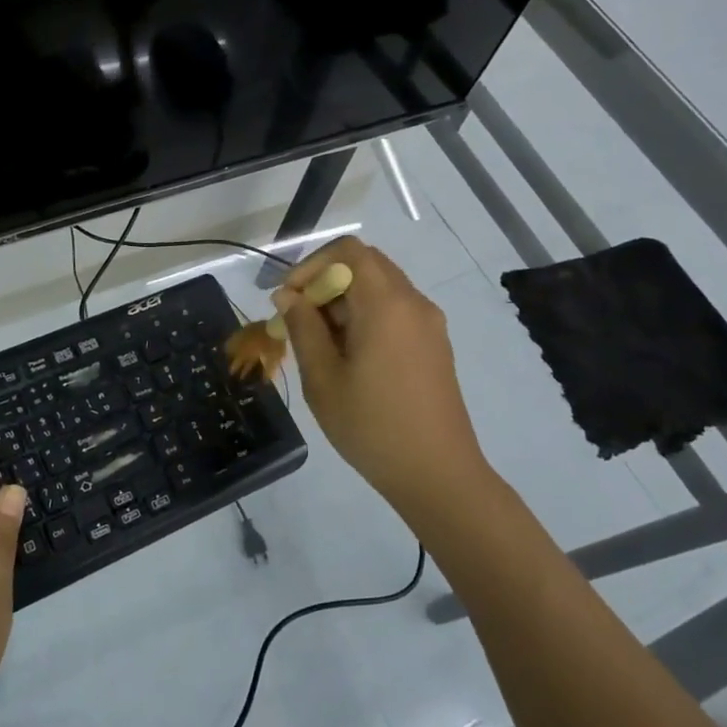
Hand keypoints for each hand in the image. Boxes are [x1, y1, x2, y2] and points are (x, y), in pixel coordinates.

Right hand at [274, 236, 488, 508]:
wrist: (438, 475)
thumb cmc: (372, 426)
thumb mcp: (323, 378)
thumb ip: (303, 328)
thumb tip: (288, 296)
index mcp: (387, 304)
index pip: (348, 251)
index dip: (311, 265)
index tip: (289, 300)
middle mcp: (413, 302)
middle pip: (365, 265)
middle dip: (325, 282)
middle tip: (299, 321)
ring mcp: (429, 323)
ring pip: (380, 287)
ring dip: (344, 301)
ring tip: (319, 344)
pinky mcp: (434, 344)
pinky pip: (395, 310)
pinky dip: (366, 316)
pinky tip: (349, 356)